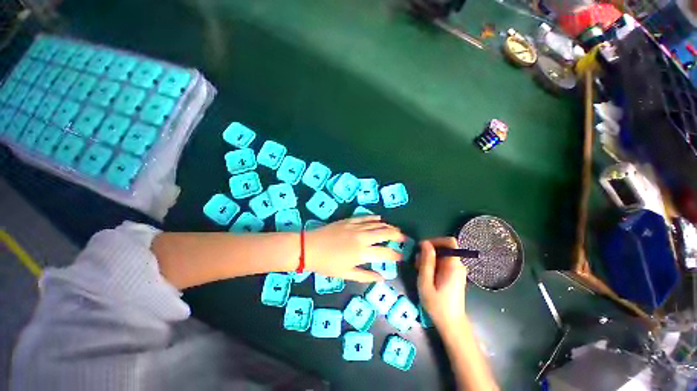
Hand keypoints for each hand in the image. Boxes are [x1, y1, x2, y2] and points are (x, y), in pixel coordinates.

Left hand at [305, 216, 404, 282]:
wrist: (310, 247)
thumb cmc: (327, 264)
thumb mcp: (346, 274)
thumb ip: (365, 276)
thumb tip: (382, 277)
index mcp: (362, 252)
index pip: (385, 252)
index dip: (395, 254)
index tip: (401, 256)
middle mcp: (362, 237)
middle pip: (384, 233)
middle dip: (397, 235)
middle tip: (404, 238)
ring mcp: (356, 226)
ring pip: (377, 224)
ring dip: (388, 226)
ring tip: (395, 229)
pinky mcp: (349, 220)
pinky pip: (365, 217)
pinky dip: (374, 218)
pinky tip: (380, 219)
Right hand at [416, 237, 468, 330]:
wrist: (451, 324)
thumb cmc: (437, 305)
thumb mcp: (426, 282)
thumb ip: (426, 262)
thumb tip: (425, 243)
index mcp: (453, 266)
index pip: (450, 242)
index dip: (436, 240)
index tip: (422, 247)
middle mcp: (458, 265)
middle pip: (444, 248)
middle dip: (429, 251)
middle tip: (417, 262)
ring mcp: (457, 271)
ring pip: (442, 255)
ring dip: (429, 258)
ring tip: (419, 270)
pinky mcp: (454, 275)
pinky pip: (443, 263)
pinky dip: (433, 264)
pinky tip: (426, 274)